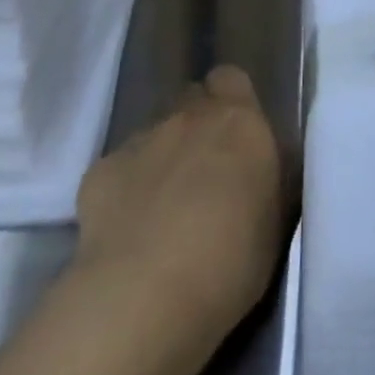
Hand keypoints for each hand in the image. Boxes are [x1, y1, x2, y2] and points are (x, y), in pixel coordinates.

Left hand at [76, 65, 289, 330]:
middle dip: (199, 127)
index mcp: (239, 121)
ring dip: (163, 157)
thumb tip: (261, 166)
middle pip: (192, 101)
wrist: (145, 296)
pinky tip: (129, 230)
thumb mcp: (276, 219)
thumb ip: (269, 176)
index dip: (233, 102)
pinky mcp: (99, 171)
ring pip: (155, 133)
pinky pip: (119, 168)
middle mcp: (189, 116)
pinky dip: (126, 188)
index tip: (239, 140)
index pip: (232, 79)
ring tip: (165, 211)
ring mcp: (140, 140)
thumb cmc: (230, 262)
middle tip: (206, 175)